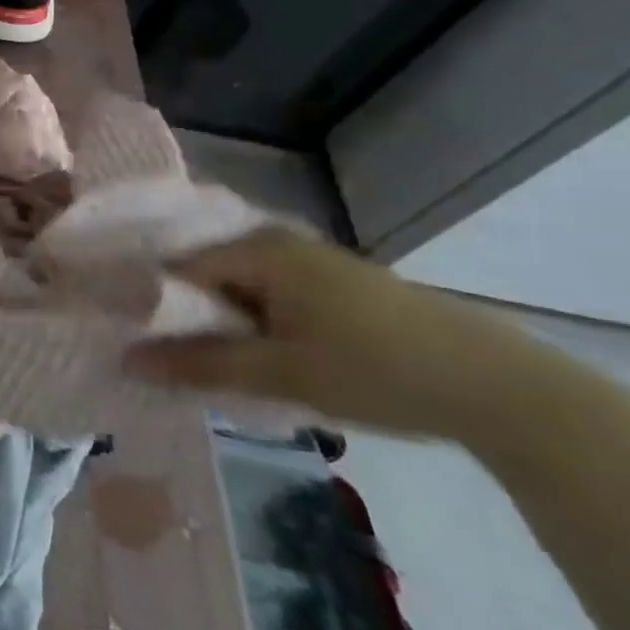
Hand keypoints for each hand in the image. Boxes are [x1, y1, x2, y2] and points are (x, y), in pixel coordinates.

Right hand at [125, 228, 543, 439]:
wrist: (502, 387)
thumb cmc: (377, 370)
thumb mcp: (280, 373)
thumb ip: (200, 363)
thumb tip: (127, 359)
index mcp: (259, 249)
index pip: (178, 268)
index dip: (153, 303)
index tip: (134, 340)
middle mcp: (279, 241)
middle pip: (208, 276)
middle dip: (188, 317)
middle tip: (171, 360)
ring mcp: (312, 261)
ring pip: (241, 289)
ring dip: (225, 325)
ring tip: (212, 365)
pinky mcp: (336, 284)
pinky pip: (272, 296)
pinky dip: (257, 324)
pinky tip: (263, 357)